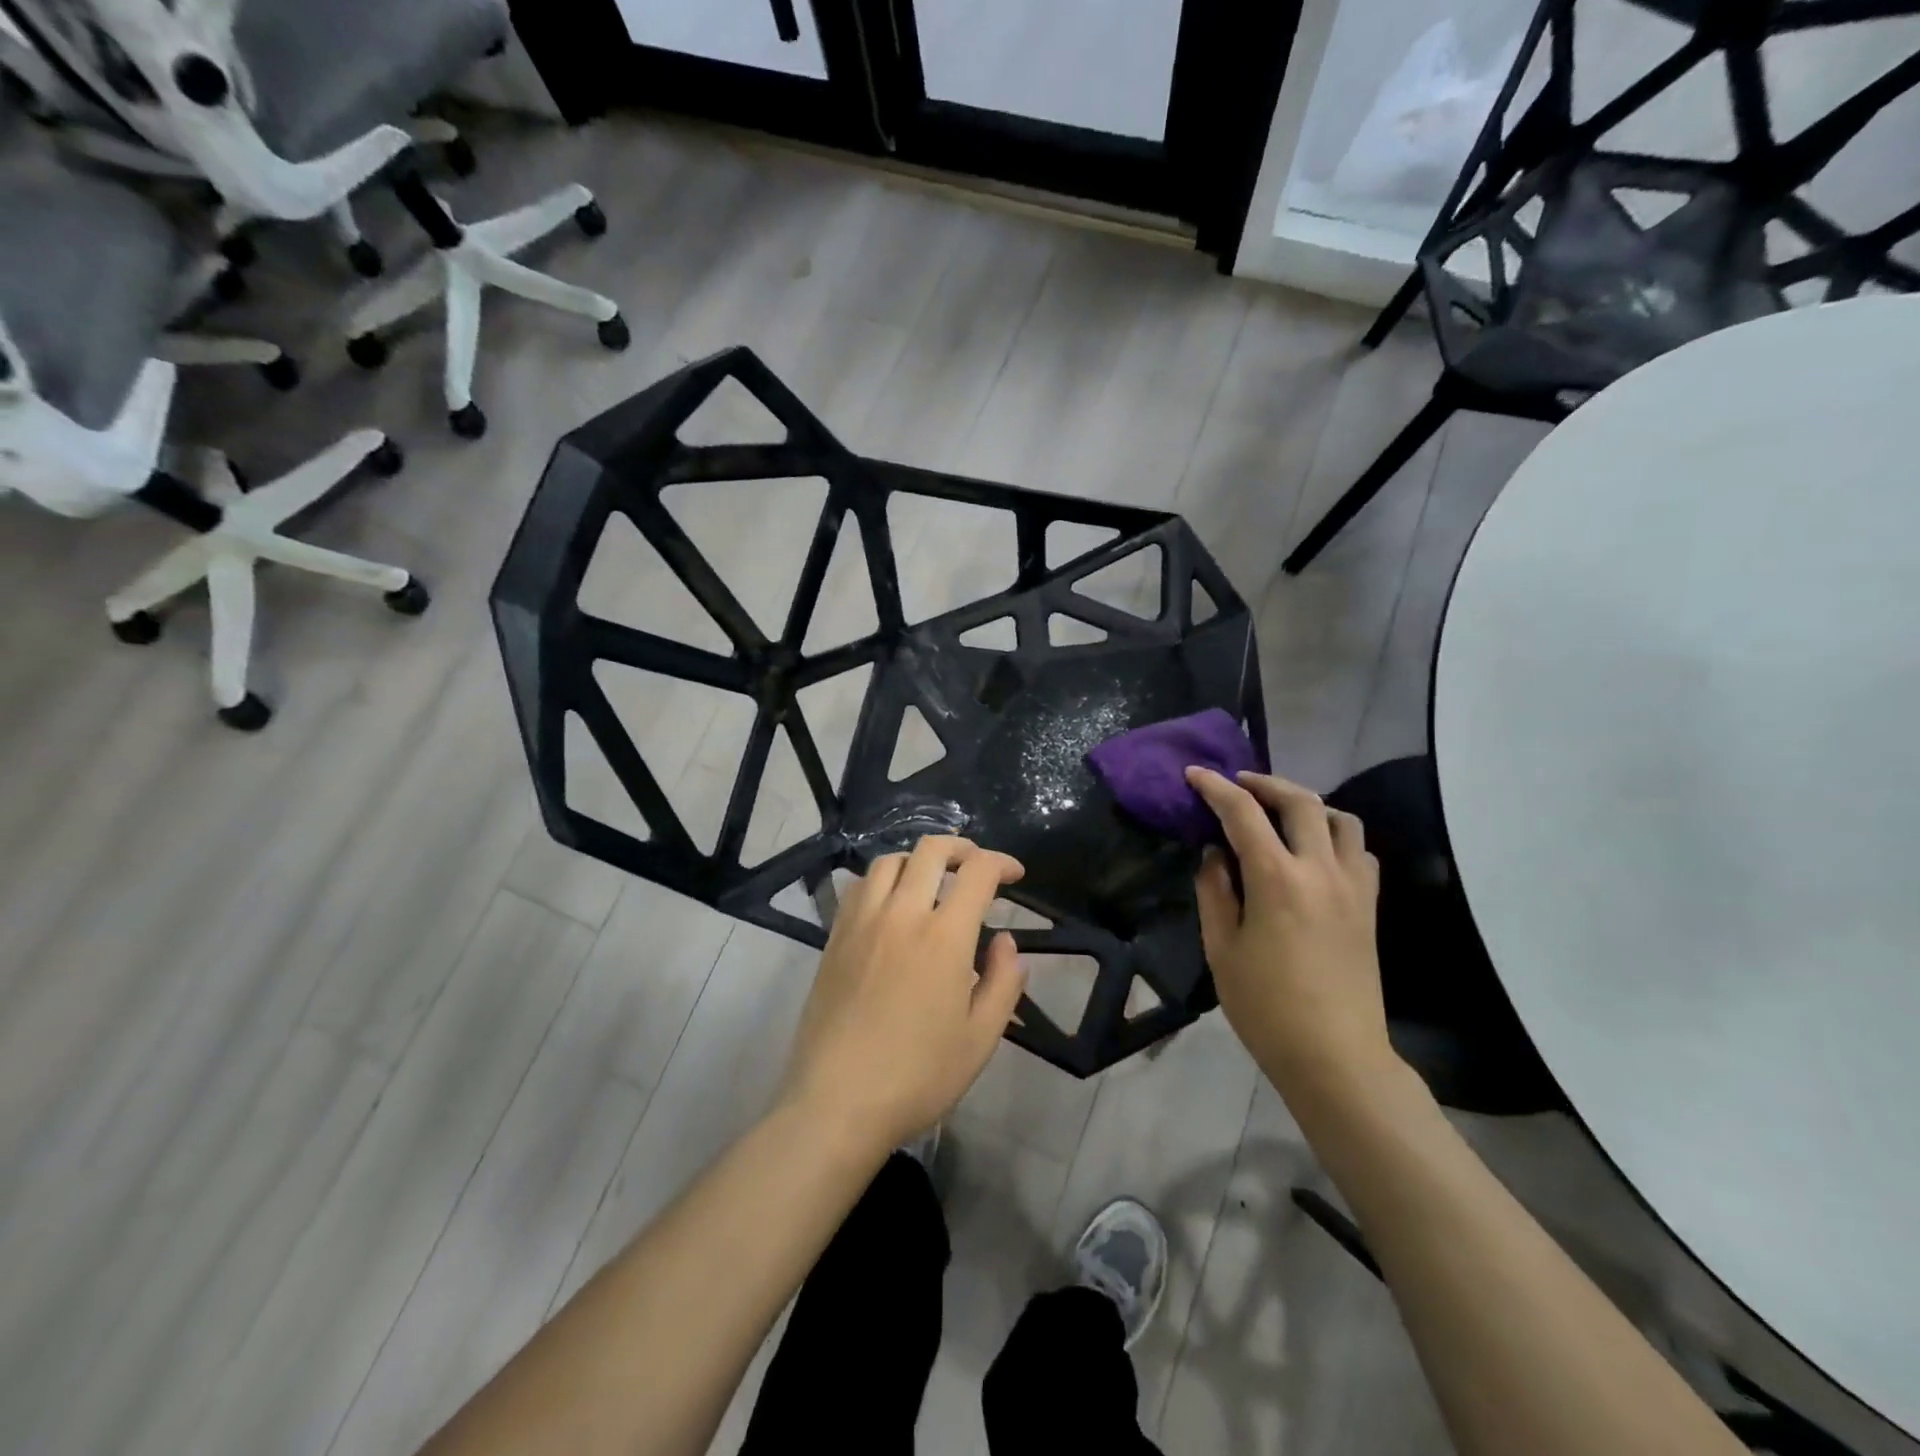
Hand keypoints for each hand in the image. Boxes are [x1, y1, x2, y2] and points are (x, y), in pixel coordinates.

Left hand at [780, 836, 1027, 1156]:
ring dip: (918, 860)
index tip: (1015, 874)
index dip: (1002, 862)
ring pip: (890, 861)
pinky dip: (882, 879)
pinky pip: (859, 886)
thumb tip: (1006, 941)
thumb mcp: (981, 1038)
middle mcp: (902, 914)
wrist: (837, 1102)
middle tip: (976, 865)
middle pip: (930, 851)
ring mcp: (862, 922)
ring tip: (932, 880)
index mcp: (944, 936)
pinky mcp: (834, 937)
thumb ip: (1003, 981)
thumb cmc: (918, 1076)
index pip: (977, 872)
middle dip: (962, 847)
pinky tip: (890, 903)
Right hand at [1186, 768, 1396, 1101]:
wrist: (1335, 1056)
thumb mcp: (1221, 948)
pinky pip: (1359, 851)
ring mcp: (1353, 887)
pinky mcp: (1370, 906)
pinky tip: (1315, 853)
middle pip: (1300, 801)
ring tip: (1281, 814)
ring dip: (1307, 804)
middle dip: (1264, 783)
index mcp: (1276, 879)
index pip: (1243, 813)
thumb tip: (1215, 854)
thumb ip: (1215, 891)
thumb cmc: (1266, 1006)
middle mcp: (1320, 870)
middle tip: (1238, 784)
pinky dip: (1335, 836)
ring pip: (1341, 819)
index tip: (1195, 774)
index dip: (1215, 788)